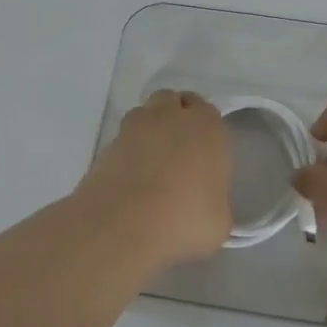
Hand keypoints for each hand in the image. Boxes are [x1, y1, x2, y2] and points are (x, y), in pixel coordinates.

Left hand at [77, 90, 230, 265]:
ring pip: (145, 113)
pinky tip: (130, 176)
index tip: (204, 153)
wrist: (124, 225)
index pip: (208, 111)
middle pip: (173, 101)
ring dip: (150, 128)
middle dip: (175, 117)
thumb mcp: (219, 220)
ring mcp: (135, 127)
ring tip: (151, 161)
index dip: (205, 129)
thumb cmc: (185, 219)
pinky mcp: (107, 144)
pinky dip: (128, 150)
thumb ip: (215, 201)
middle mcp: (172, 116)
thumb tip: (205, 204)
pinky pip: (122, 138)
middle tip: (178, 151)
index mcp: (207, 127)